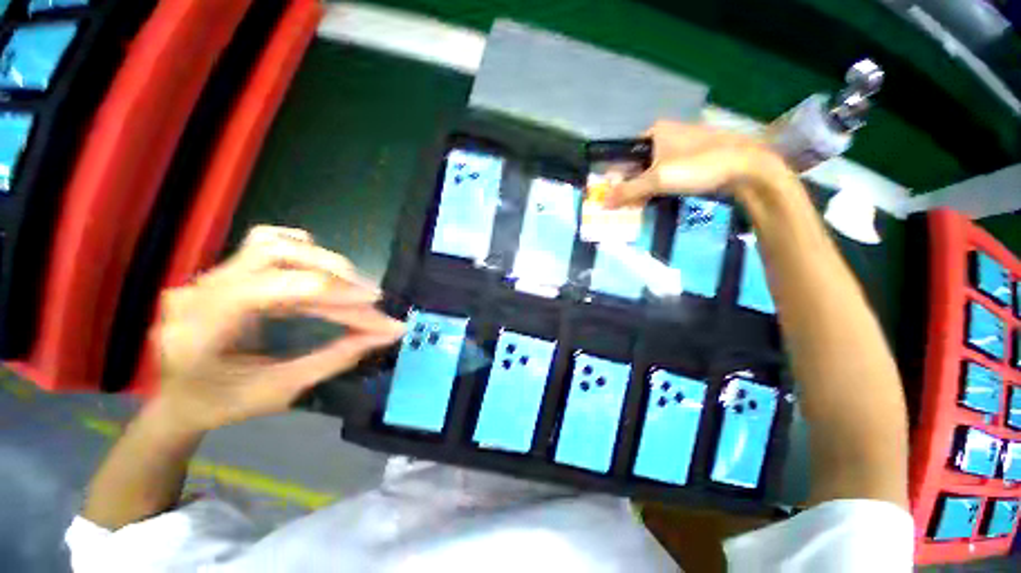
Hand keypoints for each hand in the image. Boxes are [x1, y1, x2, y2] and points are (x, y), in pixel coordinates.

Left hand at [151, 225, 404, 431]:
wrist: (179, 397)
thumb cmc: (224, 403)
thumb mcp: (282, 390)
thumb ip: (337, 358)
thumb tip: (385, 334)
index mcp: (200, 329)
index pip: (274, 288)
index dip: (333, 292)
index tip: (376, 305)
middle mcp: (200, 291)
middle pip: (278, 255)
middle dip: (336, 277)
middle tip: (371, 299)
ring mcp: (209, 276)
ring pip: (275, 245)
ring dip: (325, 263)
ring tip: (354, 288)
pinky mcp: (226, 271)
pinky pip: (266, 243)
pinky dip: (303, 250)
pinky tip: (321, 269)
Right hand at [604, 121, 797, 207]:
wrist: (747, 168)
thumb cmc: (699, 166)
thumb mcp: (658, 179)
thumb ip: (627, 191)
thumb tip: (602, 203)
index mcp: (654, 132)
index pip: (622, 155)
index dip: (613, 176)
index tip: (609, 196)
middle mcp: (664, 137)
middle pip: (636, 165)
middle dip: (627, 186)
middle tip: (622, 206)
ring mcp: (679, 149)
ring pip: (650, 172)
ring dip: (641, 190)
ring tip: (636, 208)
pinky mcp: (690, 161)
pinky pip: (664, 176)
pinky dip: (656, 189)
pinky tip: (653, 202)